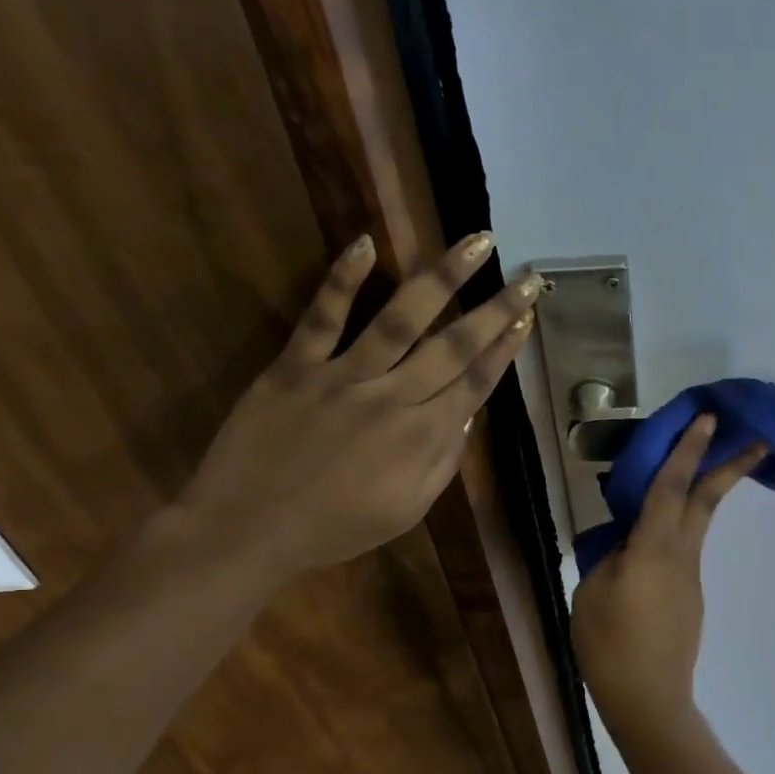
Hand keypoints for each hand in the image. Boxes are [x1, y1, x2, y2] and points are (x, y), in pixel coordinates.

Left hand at [175, 231, 538, 581]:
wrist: (248, 530)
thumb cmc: (336, 528)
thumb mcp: (408, 510)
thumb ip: (443, 461)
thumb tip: (465, 415)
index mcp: (422, 437)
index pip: (476, 382)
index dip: (505, 348)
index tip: (525, 317)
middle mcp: (393, 397)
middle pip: (454, 345)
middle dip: (495, 309)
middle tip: (526, 278)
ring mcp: (342, 376)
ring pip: (401, 318)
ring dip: (443, 278)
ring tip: (475, 243)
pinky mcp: (295, 366)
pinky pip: (322, 317)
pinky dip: (343, 279)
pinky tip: (366, 243)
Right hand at [572, 416, 765, 733]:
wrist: (649, 698)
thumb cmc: (611, 644)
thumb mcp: (592, 592)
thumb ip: (609, 556)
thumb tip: (625, 542)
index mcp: (654, 548)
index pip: (672, 486)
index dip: (688, 449)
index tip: (708, 419)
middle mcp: (682, 555)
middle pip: (707, 500)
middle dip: (731, 466)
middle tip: (757, 440)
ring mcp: (690, 577)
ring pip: (696, 524)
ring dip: (699, 495)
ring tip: (682, 478)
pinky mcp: (690, 597)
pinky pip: (682, 551)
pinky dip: (674, 532)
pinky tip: (647, 548)